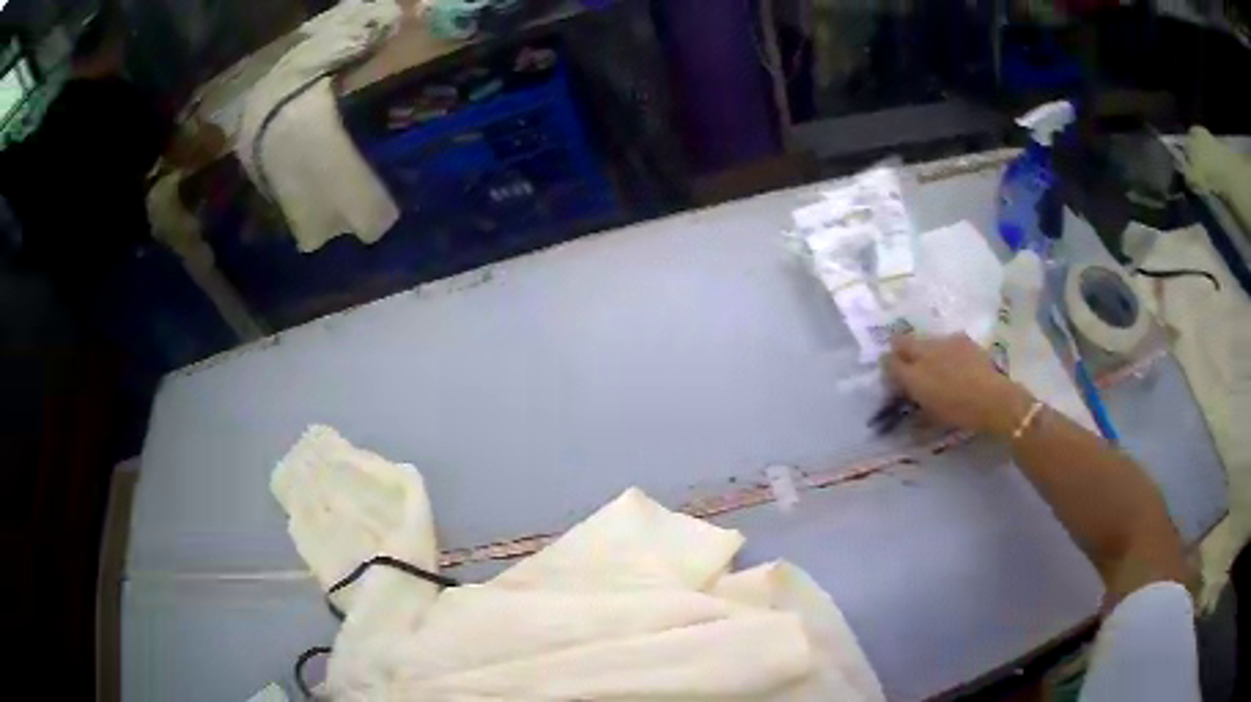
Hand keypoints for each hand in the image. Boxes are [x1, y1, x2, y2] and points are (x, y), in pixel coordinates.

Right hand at [884, 333, 1033, 435]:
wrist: (994, 400)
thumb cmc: (960, 413)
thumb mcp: (931, 416)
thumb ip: (914, 403)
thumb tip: (907, 397)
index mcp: (914, 375)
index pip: (889, 362)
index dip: (888, 367)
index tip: (892, 376)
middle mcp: (924, 353)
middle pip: (902, 343)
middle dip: (900, 350)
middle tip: (907, 364)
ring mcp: (944, 342)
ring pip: (924, 341)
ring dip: (924, 350)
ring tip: (935, 366)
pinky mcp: (962, 339)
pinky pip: (944, 341)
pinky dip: (944, 350)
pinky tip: (955, 363)